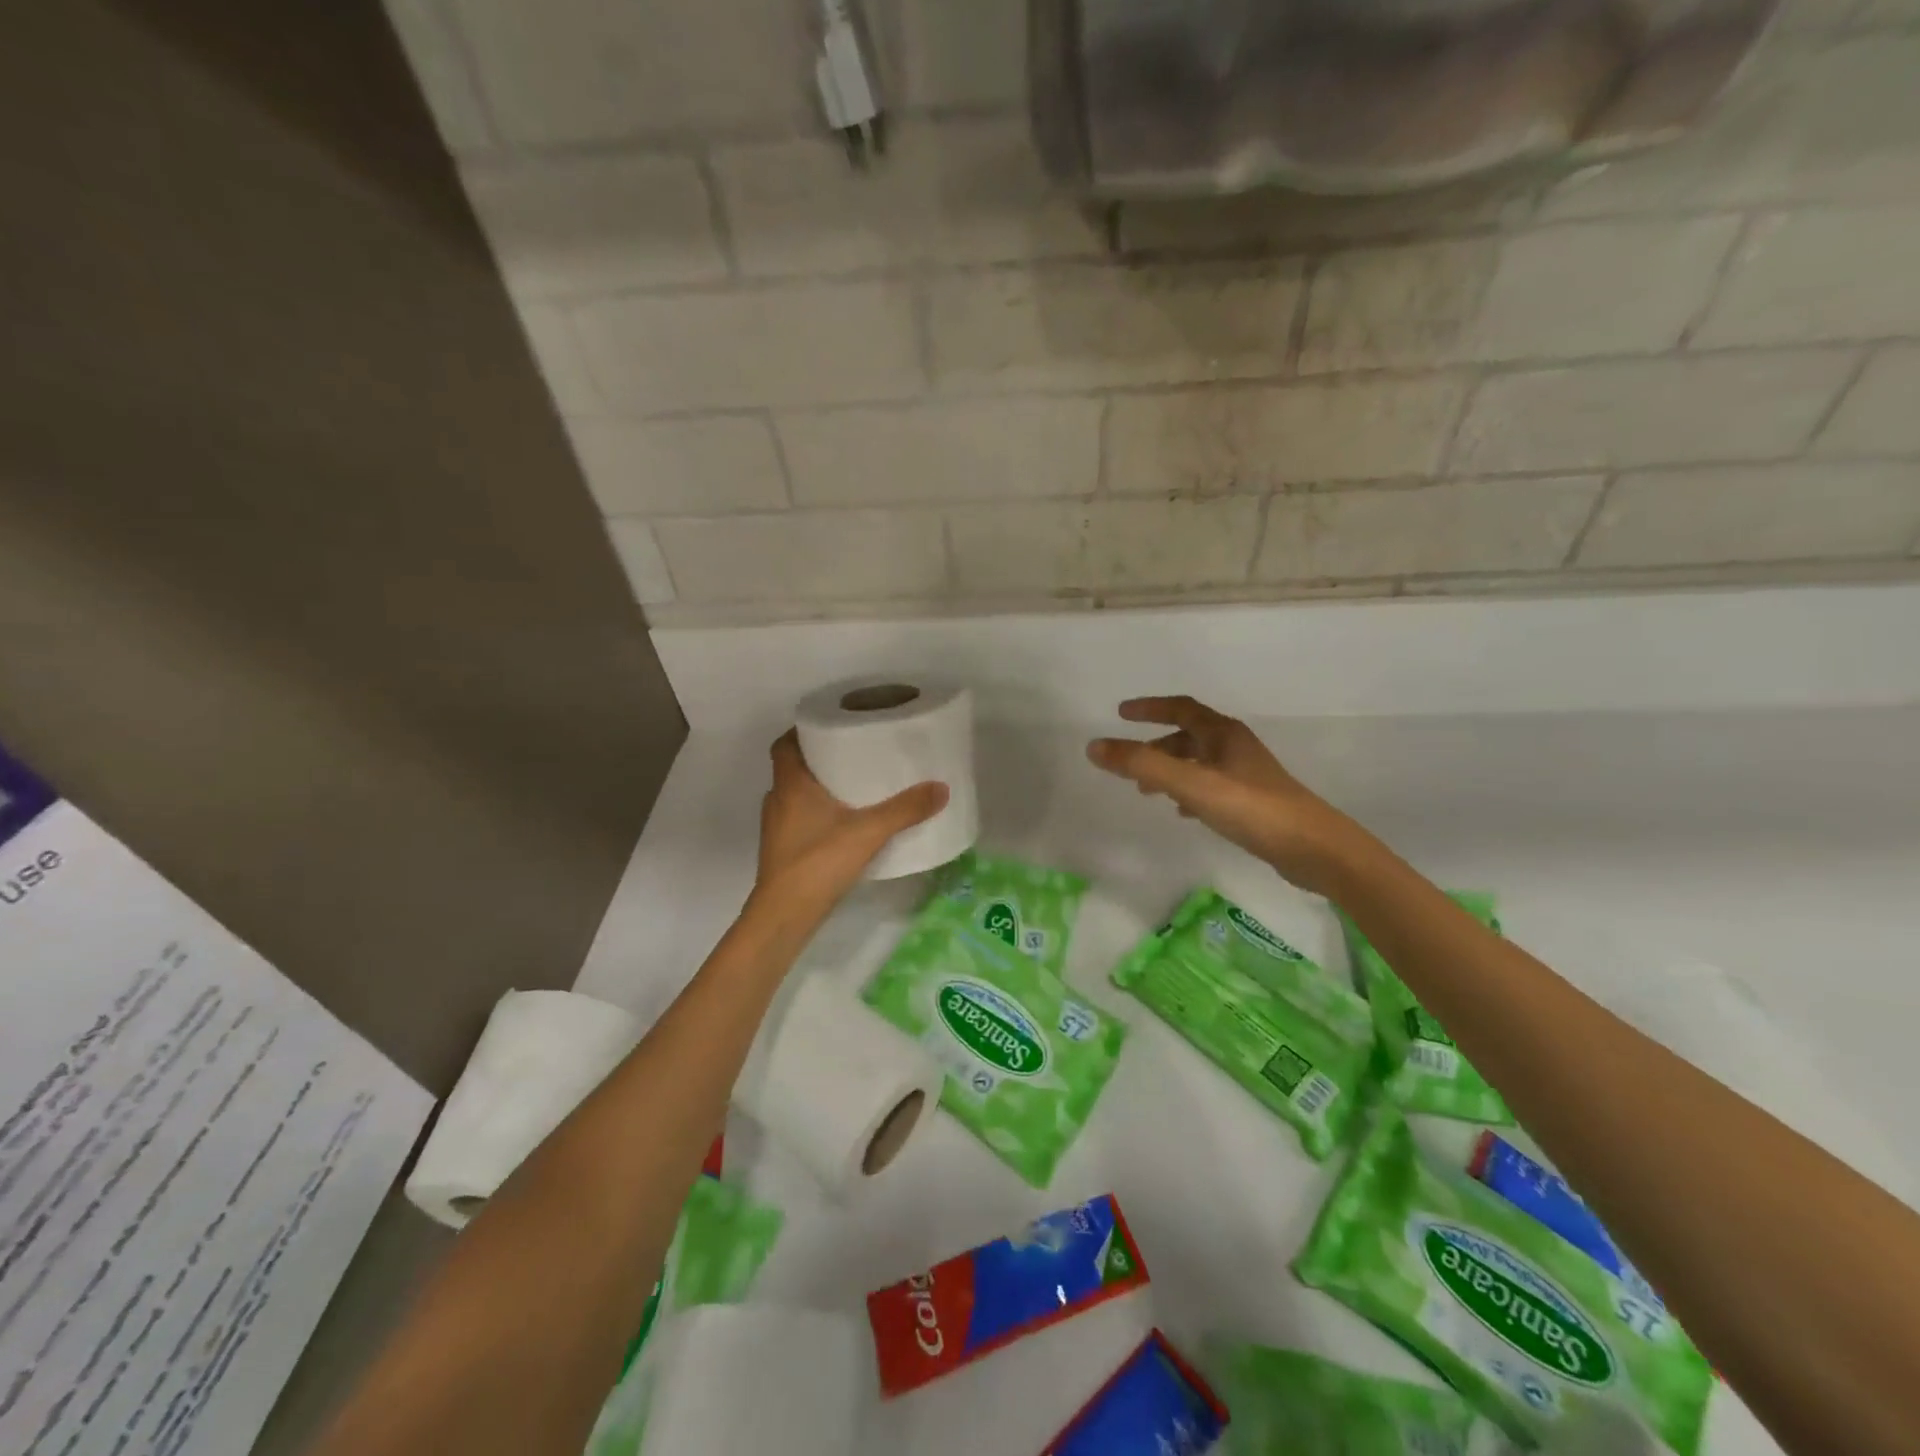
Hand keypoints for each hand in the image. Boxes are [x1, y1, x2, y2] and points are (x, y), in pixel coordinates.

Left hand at [753, 731, 948, 916]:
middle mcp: (778, 800)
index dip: (802, 731)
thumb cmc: (818, 862)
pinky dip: (817, 813)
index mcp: (791, 784)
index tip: (828, 726)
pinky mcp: (782, 850)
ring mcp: (776, 827)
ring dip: (817, 787)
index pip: (785, 744)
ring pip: (795, 795)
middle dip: (819, 758)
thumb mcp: (868, 832)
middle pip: (793, 767)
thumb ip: (904, 810)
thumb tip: (941, 788)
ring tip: (852, 784)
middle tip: (852, 751)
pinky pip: (798, 818)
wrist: (784, 915)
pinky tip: (844, 823)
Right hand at [1087, 697, 1359, 893]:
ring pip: (1198, 763)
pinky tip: (1182, 812)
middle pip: (1188, 737)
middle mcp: (1235, 748)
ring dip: (1170, 771)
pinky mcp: (1253, 801)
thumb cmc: (1250, 808)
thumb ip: (1141, 764)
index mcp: (1222, 734)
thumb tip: (1094, 746)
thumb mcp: (1190, 784)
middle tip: (1130, 764)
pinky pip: (1210, 787)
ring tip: (1147, 791)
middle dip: (1155, 747)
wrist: (1313, 848)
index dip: (1149, 708)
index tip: (1121, 712)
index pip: (1181, 708)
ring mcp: (1246, 775)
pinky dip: (1188, 792)